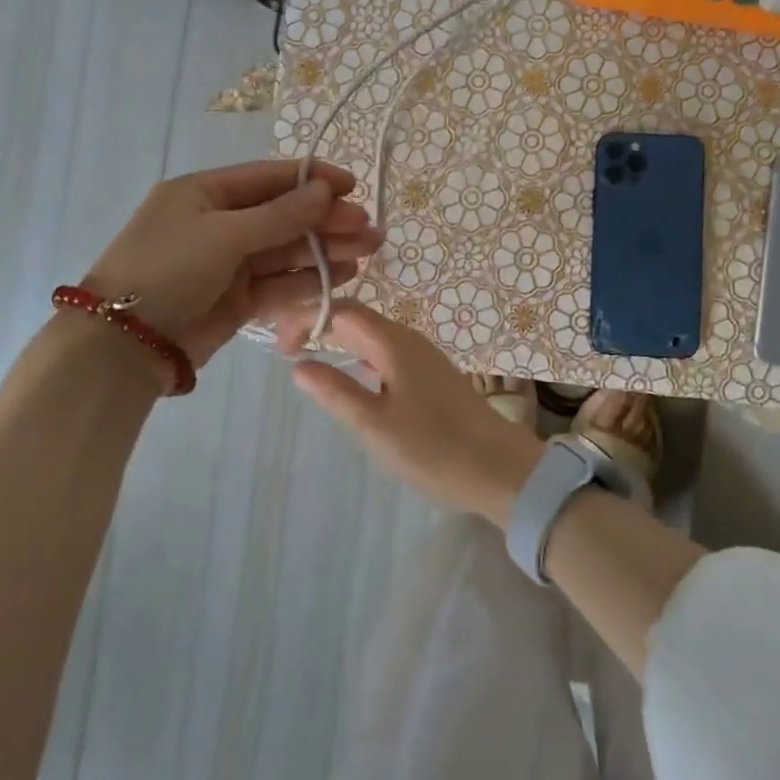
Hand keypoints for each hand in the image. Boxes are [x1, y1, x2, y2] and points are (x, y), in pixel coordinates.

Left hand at [86, 160, 381, 366]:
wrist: (124, 345)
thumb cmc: (168, 270)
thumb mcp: (223, 235)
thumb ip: (279, 216)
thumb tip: (325, 191)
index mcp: (206, 193)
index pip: (269, 178)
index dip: (313, 180)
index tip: (353, 186)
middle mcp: (220, 223)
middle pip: (284, 215)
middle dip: (327, 220)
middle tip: (368, 228)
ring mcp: (230, 263)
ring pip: (287, 250)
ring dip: (326, 249)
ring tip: (367, 251)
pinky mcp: (238, 299)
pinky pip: (280, 283)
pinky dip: (310, 279)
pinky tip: (344, 276)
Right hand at [279, 302, 541, 526]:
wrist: (499, 469)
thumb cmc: (433, 448)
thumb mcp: (374, 426)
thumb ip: (335, 392)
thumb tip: (298, 365)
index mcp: (393, 342)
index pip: (341, 310)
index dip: (306, 318)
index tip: (279, 346)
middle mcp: (408, 339)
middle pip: (356, 317)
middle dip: (319, 324)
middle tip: (286, 350)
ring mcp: (423, 356)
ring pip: (372, 335)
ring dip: (339, 340)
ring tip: (309, 360)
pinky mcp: (431, 375)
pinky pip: (386, 352)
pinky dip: (359, 356)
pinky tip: (352, 379)